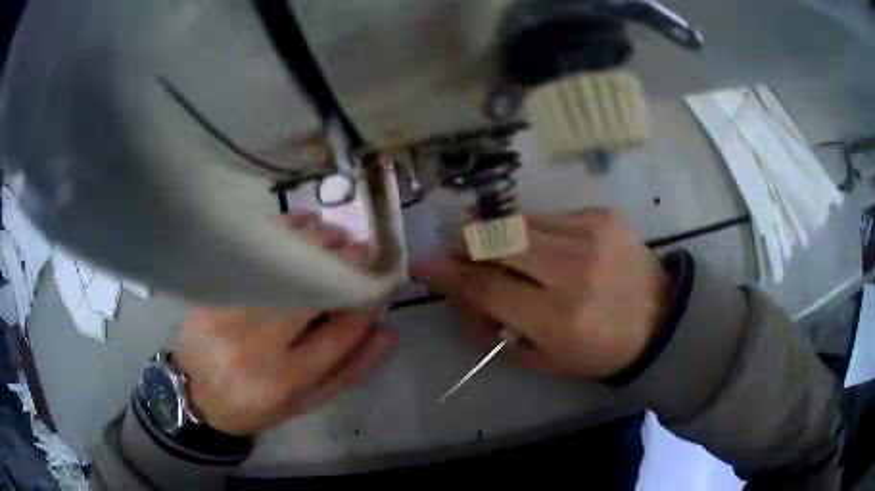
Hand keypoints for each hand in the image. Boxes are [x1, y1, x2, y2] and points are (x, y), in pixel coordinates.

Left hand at [172, 211, 396, 435]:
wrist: (193, 394)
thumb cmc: (255, 405)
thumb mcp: (305, 404)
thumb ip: (348, 372)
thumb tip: (387, 332)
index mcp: (285, 380)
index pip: (338, 334)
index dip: (365, 304)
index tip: (381, 283)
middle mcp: (257, 345)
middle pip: (308, 294)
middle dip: (342, 266)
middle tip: (364, 248)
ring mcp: (230, 314)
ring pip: (281, 269)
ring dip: (315, 244)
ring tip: (337, 235)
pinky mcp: (213, 293)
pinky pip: (253, 256)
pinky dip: (280, 233)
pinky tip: (303, 223)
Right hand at [415, 209, 670, 379]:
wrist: (660, 317)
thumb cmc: (600, 349)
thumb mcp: (544, 359)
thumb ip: (497, 328)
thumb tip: (463, 292)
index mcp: (558, 318)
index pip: (485, 288)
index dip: (448, 275)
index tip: (424, 264)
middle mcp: (574, 270)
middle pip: (498, 240)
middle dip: (465, 241)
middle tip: (456, 248)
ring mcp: (591, 235)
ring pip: (520, 222)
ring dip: (497, 234)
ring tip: (496, 247)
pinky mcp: (603, 215)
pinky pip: (549, 217)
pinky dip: (533, 230)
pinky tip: (542, 246)